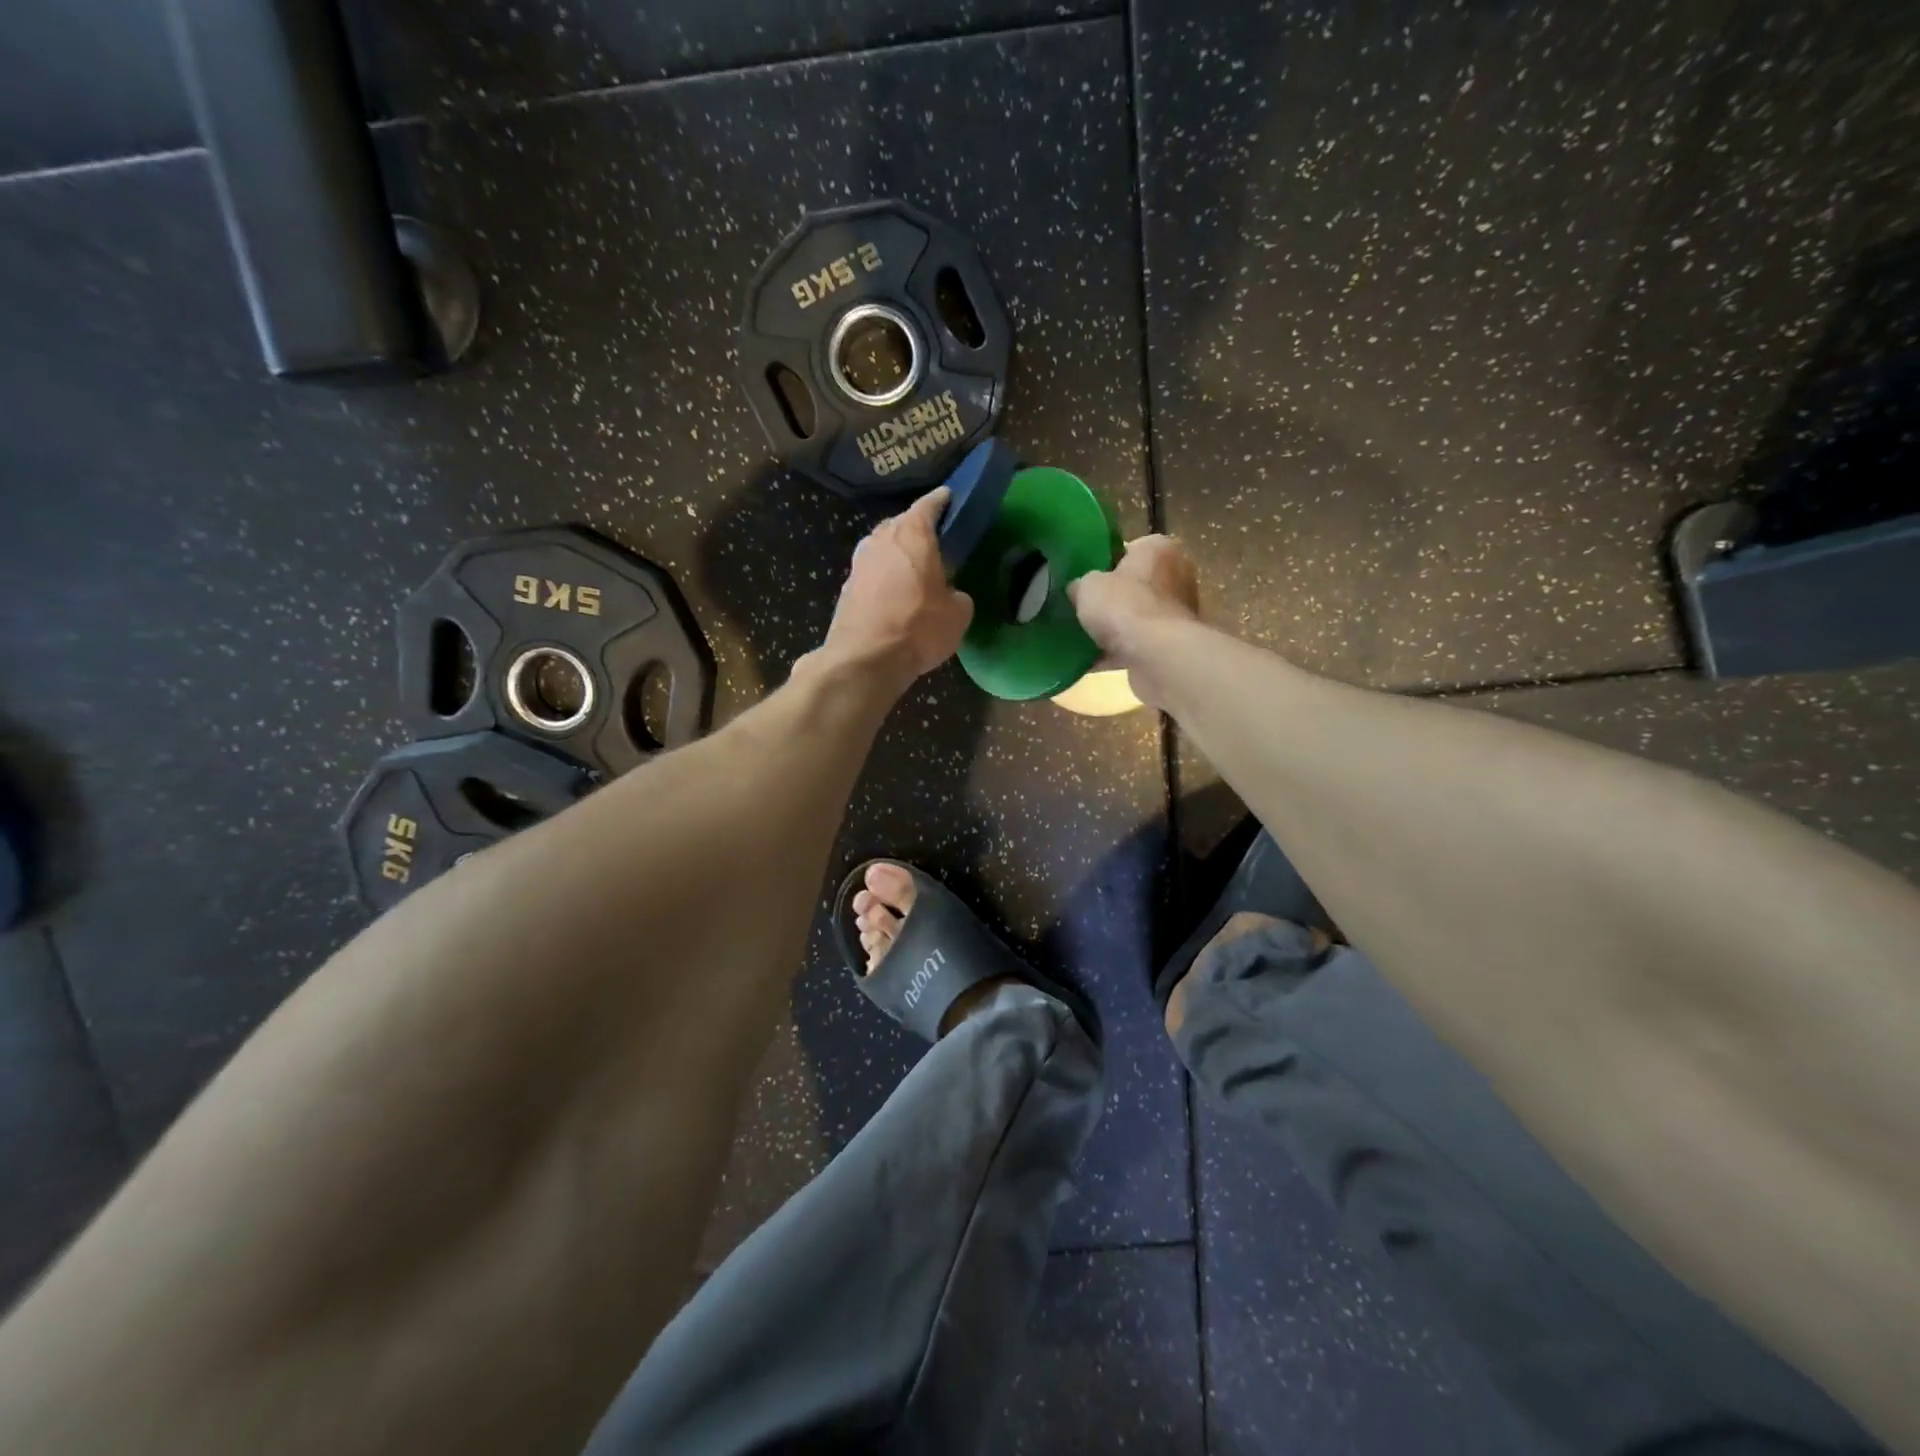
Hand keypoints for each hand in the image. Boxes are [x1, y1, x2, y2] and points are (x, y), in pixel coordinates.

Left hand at [805, 487, 973, 692]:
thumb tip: (950, 594)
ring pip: (883, 548)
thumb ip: (957, 595)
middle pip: (901, 524)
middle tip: (935, 542)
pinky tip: (894, 594)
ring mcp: (859, 563)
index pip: (929, 504)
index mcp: (912, 534)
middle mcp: (881, 539)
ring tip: (914, 570)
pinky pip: (872, 573)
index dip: (942, 501)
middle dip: (917, 529)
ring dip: (897, 555)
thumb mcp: (958, 614)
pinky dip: (884, 578)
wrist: (865, 659)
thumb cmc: (918, 627)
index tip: (950, 499)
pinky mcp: (846, 588)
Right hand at [1067, 534, 1200, 708]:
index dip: (1104, 564)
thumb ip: (1081, 583)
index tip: (1085, 580)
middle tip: (1083, 608)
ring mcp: (1178, 612)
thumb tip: (1078, 589)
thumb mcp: (1087, 585)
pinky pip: (1139, 643)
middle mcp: (1177, 575)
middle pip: (1135, 584)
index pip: (1129, 550)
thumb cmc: (1124, 606)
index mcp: (1158, 548)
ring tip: (1084, 636)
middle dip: (1112, 598)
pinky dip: (1119, 651)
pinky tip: (1092, 660)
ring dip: (1116, 627)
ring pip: (1138, 616)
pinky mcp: (1173, 643)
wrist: (1155, 655)